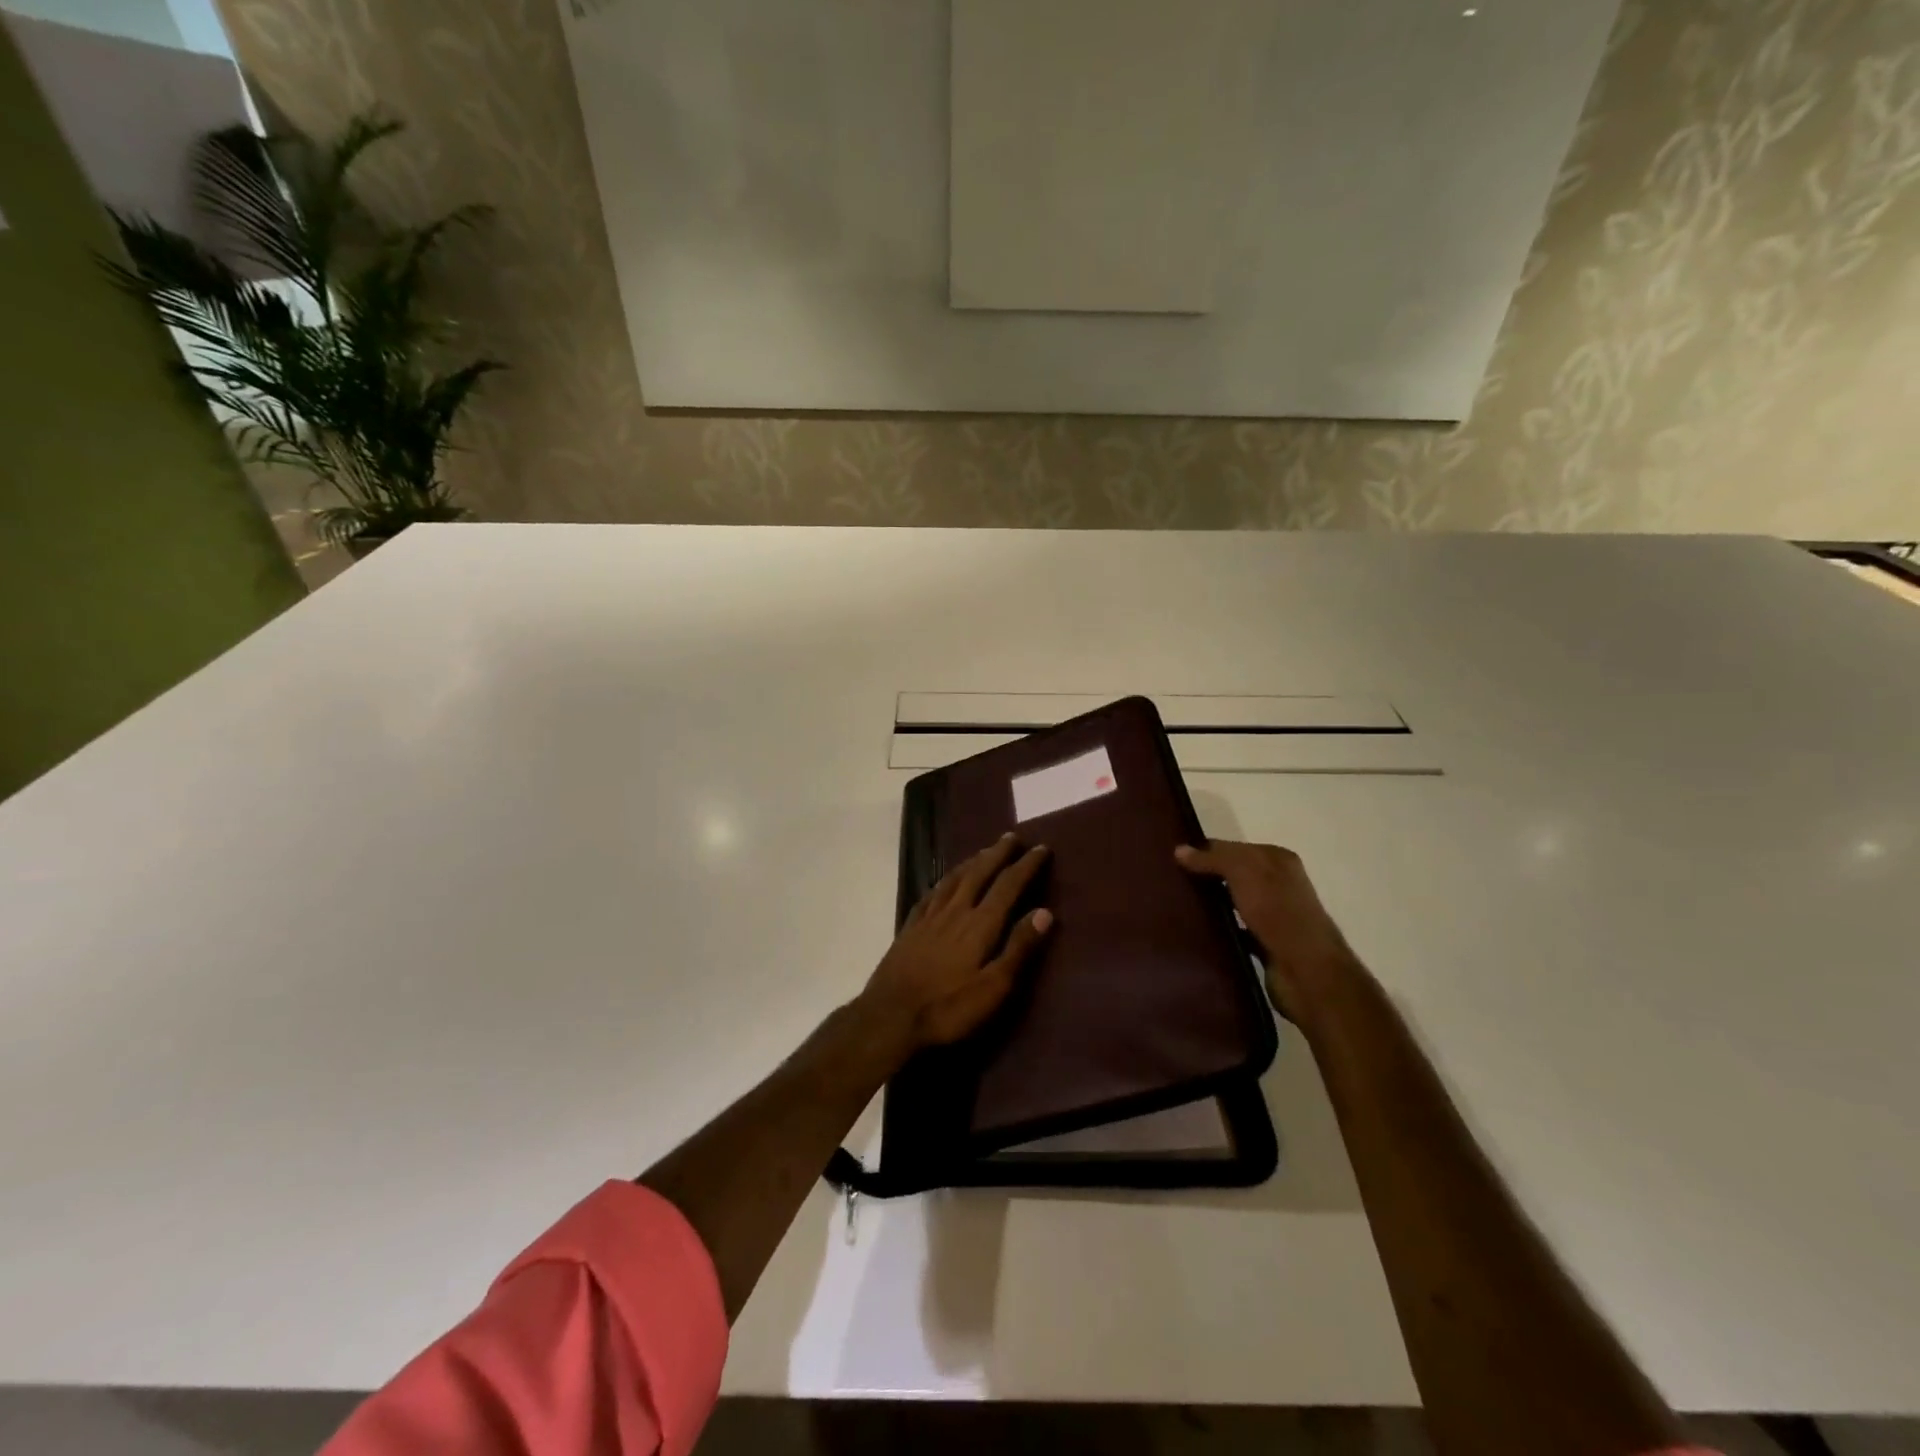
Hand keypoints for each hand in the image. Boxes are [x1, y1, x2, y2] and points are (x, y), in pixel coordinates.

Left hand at [860, 834, 1053, 1053]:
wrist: (890, 1017)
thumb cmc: (948, 1008)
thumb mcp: (993, 988)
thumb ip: (1019, 948)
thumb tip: (1045, 912)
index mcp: (980, 924)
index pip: (1008, 886)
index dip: (1026, 866)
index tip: (1041, 849)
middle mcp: (955, 911)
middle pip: (979, 873)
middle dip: (997, 854)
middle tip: (1011, 837)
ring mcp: (929, 917)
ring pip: (954, 879)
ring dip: (972, 862)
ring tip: (984, 851)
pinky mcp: (910, 927)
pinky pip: (931, 893)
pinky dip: (944, 881)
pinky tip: (945, 881)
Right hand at [1176, 840, 1357, 1022]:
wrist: (1306, 971)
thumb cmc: (1277, 912)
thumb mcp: (1243, 872)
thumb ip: (1212, 859)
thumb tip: (1179, 850)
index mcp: (1278, 859)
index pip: (1233, 847)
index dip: (1204, 851)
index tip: (1173, 859)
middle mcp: (1279, 884)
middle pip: (1233, 873)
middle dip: (1206, 876)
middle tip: (1170, 882)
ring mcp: (1274, 915)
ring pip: (1233, 901)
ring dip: (1211, 903)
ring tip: (1177, 905)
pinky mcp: (1266, 944)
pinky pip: (1235, 929)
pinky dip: (1220, 929)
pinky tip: (1197, 930)